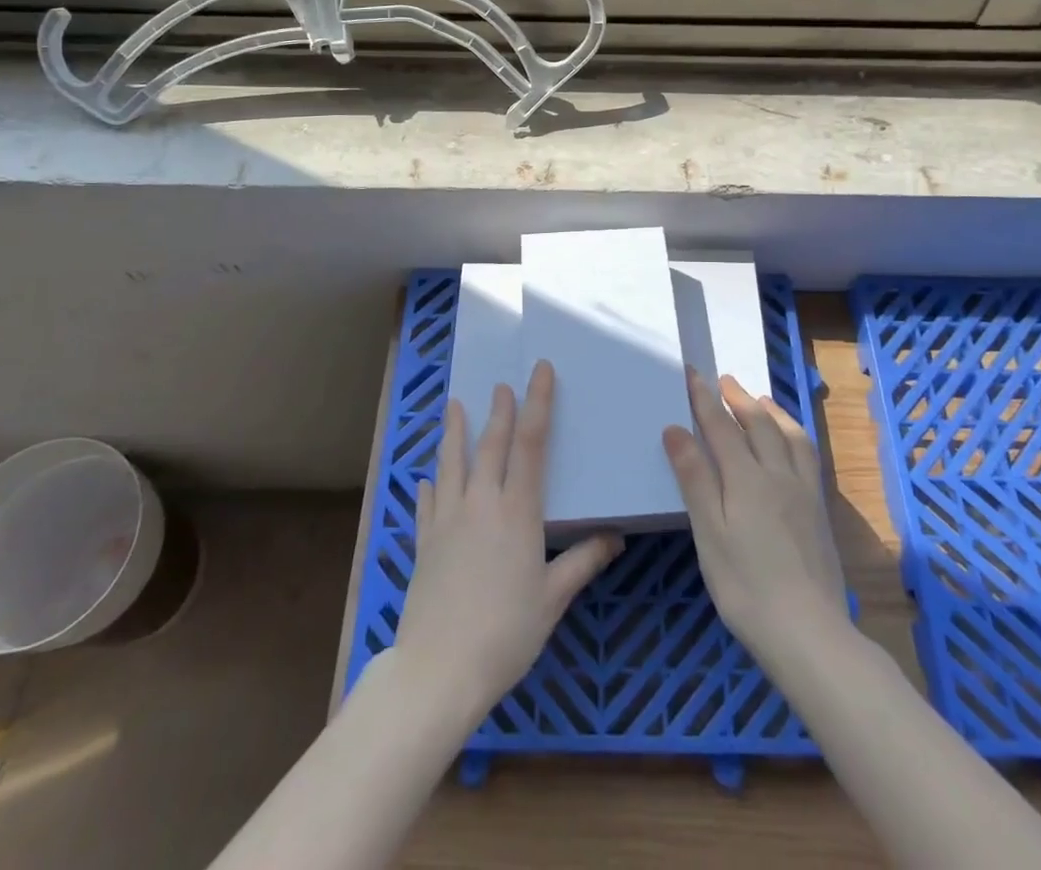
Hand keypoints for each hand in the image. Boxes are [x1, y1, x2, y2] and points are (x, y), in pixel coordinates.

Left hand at [395, 360, 622, 729]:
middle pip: (491, 445)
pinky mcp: (425, 542)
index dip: (537, 403)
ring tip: (454, 405)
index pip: (531, 444)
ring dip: (455, 432)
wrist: (440, 669)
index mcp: (517, 511)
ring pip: (452, 463)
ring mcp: (448, 519)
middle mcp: (481, 503)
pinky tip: (428, 478)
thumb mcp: (552, 598)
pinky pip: (427, 503)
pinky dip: (430, 485)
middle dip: (499, 411)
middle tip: (501, 384)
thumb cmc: (506, 633)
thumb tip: (615, 536)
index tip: (540, 371)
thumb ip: (583, 561)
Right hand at [663, 371, 849, 669]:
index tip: (692, 374)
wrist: (810, 633)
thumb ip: (695, 478)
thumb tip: (676, 429)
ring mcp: (803, 492)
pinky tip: (791, 444)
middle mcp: (778, 474)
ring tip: (760, 400)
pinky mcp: (819, 511)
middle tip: (724, 380)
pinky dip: (794, 435)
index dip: (705, 399)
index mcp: (746, 478)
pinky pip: (806, 455)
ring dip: (771, 412)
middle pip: (758, 424)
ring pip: (789, 436)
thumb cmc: (746, 586)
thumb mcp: (709, 533)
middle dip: (738, 399)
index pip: (721, 426)